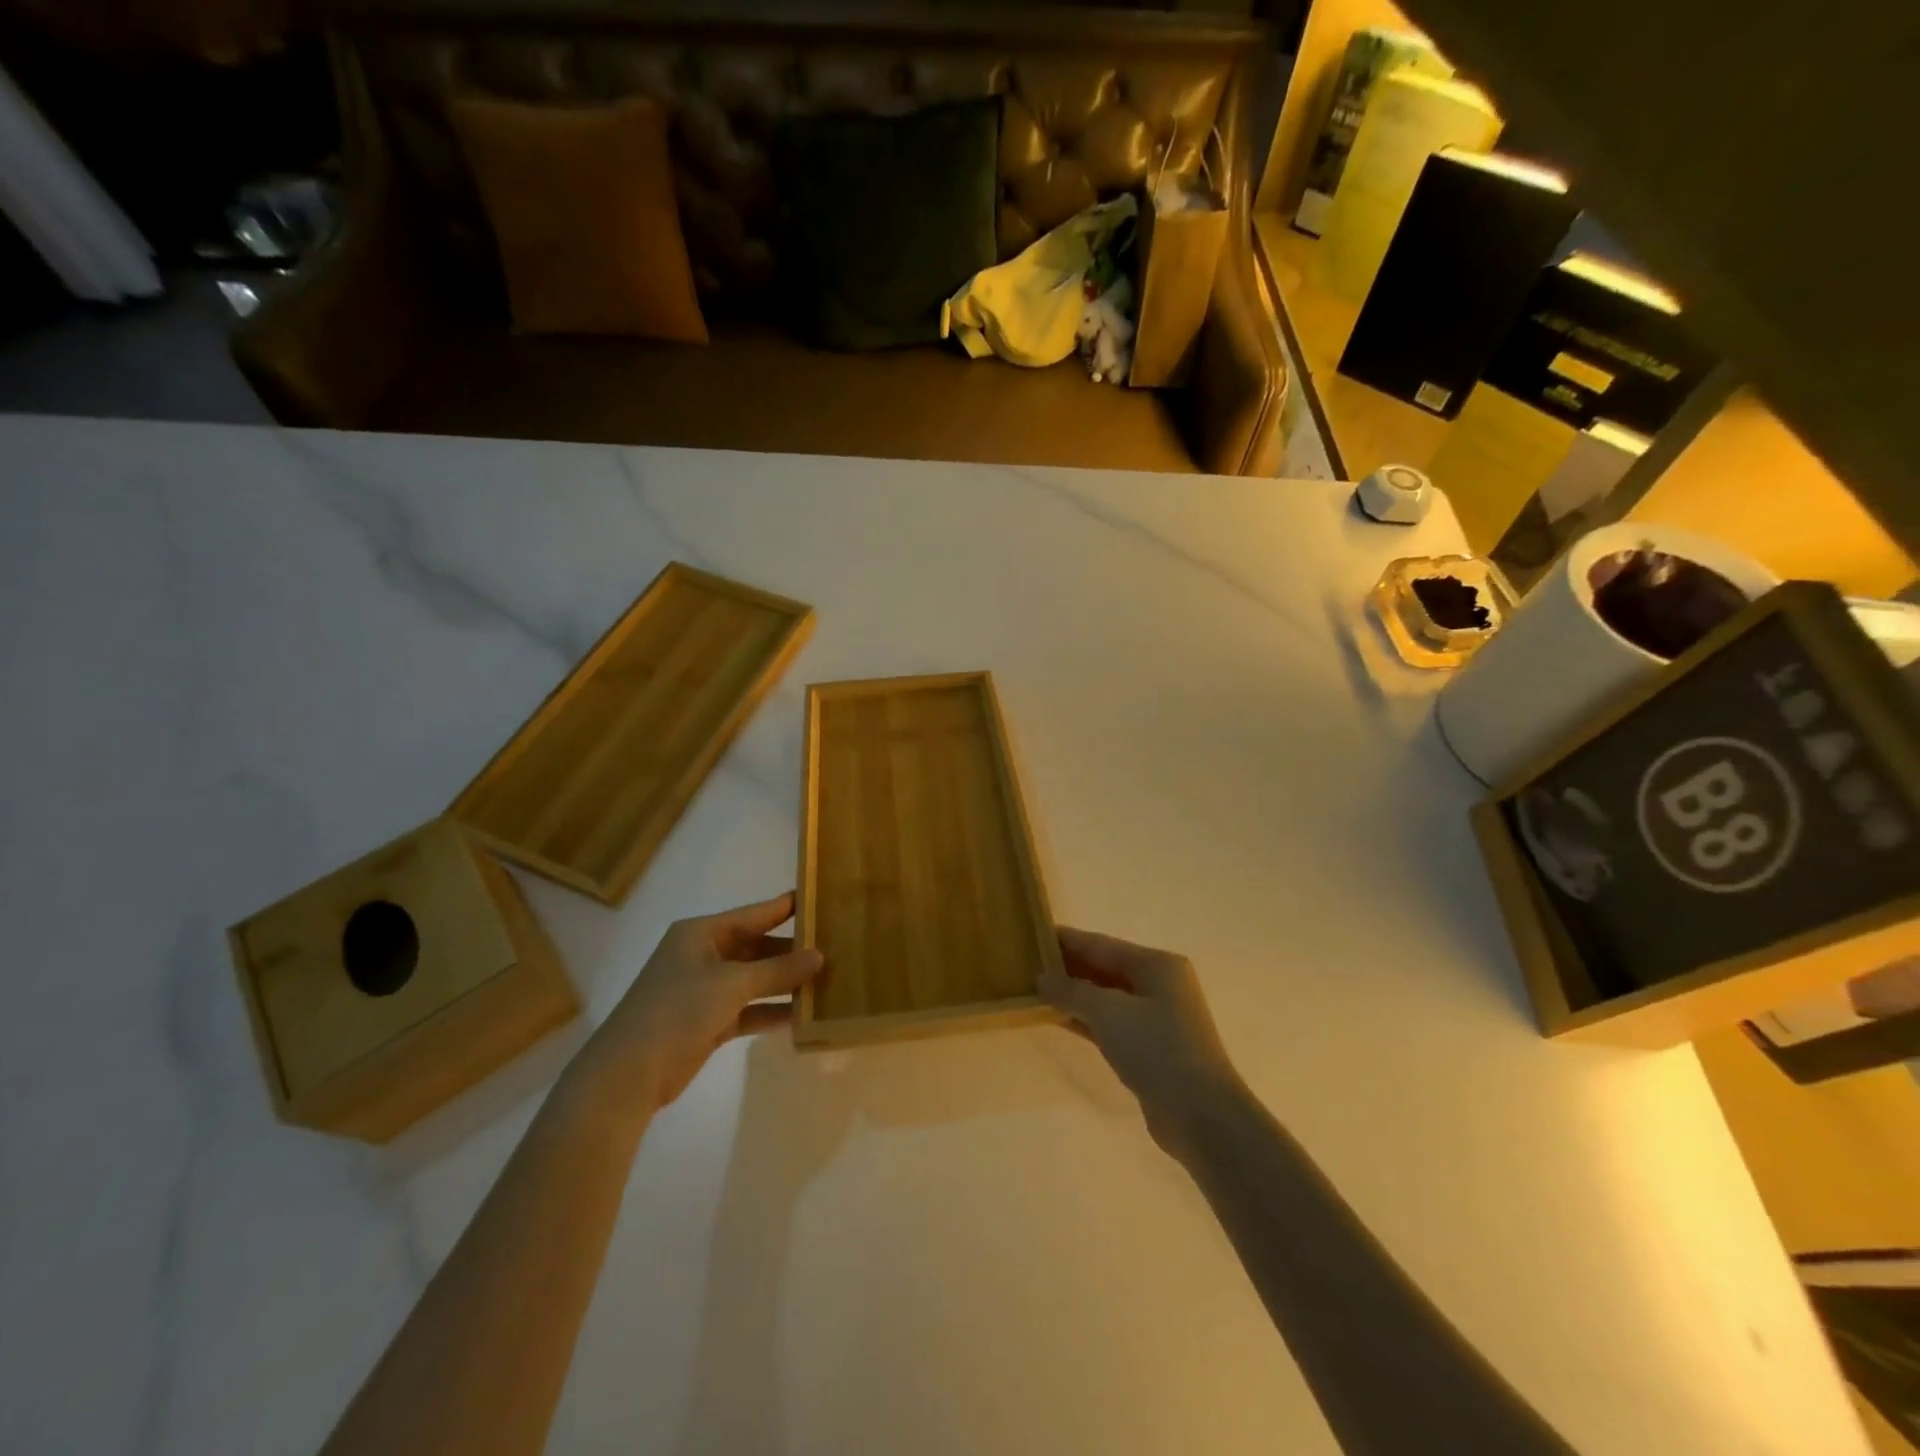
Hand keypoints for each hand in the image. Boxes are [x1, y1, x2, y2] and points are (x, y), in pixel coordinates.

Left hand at [565, 893, 822, 1124]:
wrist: (628, 1073)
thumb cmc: (677, 1010)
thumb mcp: (732, 984)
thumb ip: (778, 970)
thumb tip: (820, 956)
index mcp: (701, 933)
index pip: (754, 913)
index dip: (786, 907)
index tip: (821, 899)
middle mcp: (704, 955)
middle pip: (757, 947)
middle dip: (792, 950)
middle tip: (834, 947)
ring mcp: (705, 990)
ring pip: (755, 979)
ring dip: (785, 982)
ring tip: (827, 981)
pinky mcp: (708, 1021)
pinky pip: (748, 1008)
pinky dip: (771, 1010)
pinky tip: (802, 1015)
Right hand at [1040, 927, 1247, 1161]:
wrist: (1201, 1116)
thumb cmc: (1157, 1049)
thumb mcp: (1108, 1012)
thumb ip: (1071, 990)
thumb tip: (1041, 977)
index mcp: (1157, 964)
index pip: (1101, 944)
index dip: (1066, 940)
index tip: (1031, 935)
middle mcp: (1159, 984)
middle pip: (1104, 968)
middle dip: (1067, 967)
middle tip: (1026, 964)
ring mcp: (1156, 1018)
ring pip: (1105, 997)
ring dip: (1072, 995)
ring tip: (1033, 989)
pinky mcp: (1149, 1048)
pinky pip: (1109, 1023)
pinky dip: (1084, 1019)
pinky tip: (1056, 1018)